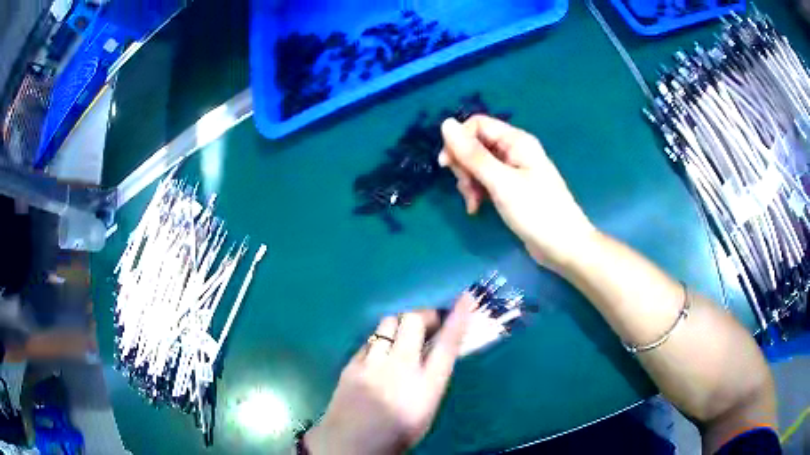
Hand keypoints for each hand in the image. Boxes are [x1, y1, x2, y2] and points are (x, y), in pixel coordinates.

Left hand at [304, 294, 475, 454]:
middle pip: (413, 321)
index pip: (447, 345)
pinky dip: (380, 341)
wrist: (350, 444)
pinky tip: (379, 354)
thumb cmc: (396, 434)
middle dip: (424, 315)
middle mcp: (400, 369)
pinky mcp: (351, 364)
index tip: (465, 298)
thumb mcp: (426, 410)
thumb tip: (433, 352)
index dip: (458, 318)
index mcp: (425, 387)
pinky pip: (370, 340)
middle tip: (428, 323)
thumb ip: (432, 379)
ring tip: (402, 337)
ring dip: (400, 325)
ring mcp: (372, 364)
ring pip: (388, 323)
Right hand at [439, 115, 595, 269]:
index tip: (446, 165)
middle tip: (466, 189)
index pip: (477, 125)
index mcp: (516, 141)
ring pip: (478, 165)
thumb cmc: (537, 212)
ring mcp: (514, 170)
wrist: (564, 247)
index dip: (458, 141)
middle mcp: (514, 150)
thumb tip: (445, 123)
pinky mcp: (512, 189)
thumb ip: (473, 155)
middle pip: (476, 145)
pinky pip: (487, 181)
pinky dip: (478, 192)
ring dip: (469, 182)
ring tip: (473, 203)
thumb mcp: (501, 182)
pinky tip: (477, 208)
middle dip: (464, 166)